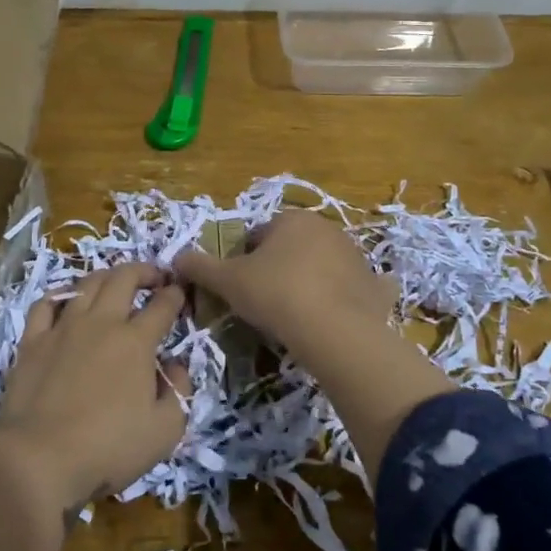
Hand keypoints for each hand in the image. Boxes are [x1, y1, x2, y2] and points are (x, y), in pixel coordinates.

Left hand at [0, 262, 192, 510]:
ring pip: (87, 284)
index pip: (162, 306)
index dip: (175, 295)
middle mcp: (102, 323)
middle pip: (124, 278)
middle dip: (144, 271)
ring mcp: (64, 328)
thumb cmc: (109, 448)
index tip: (180, 291)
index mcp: (136, 342)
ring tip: (115, 282)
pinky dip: (61, 295)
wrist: (41, 459)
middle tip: (154, 276)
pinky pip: (46, 304)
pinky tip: (67, 299)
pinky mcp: (33, 341)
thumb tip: (176, 365)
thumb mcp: (165, 431)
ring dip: (107, 276)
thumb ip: (179, 391)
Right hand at [172, 210, 398, 358]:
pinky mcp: (373, 284)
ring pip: (321, 266)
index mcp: (291, 219)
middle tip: (266, 304)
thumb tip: (176, 258)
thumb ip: (200, 267)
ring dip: (309, 282)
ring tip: (296, 317)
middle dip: (278, 269)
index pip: (257, 236)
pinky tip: (335, 320)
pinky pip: (355, 288)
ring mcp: (354, 255)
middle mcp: (326, 228)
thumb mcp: (228, 281)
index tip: (241, 288)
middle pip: (291, 248)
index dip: (244, 262)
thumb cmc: (276, 294)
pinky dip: (346, 299)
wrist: (335, 330)